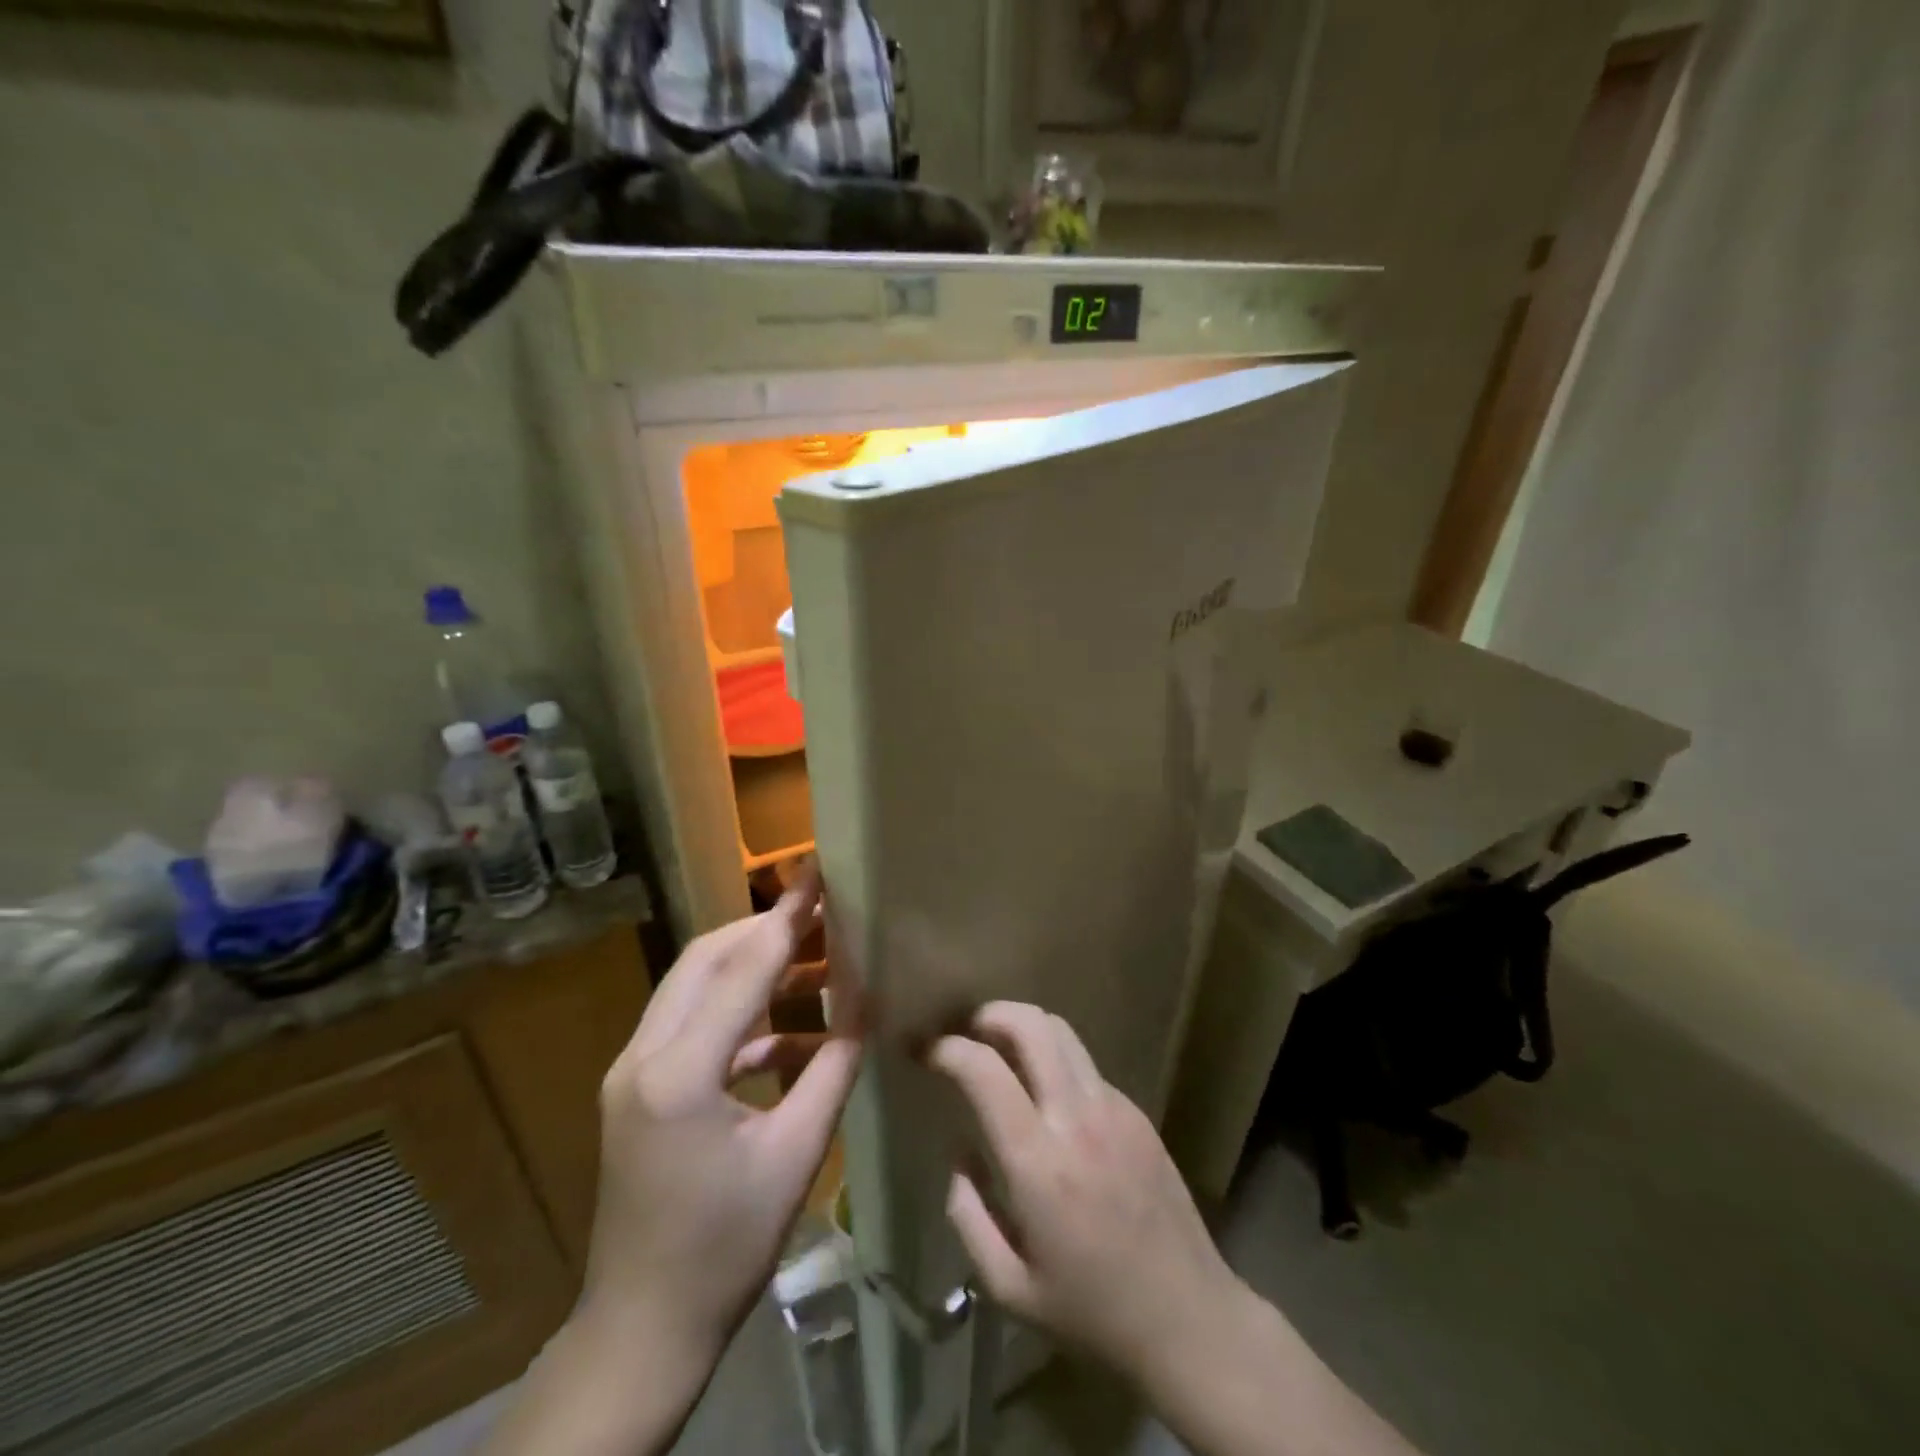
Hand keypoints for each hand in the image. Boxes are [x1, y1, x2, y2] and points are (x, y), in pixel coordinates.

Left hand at [579, 864, 861, 1363]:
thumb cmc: (726, 1247)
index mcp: (680, 1073)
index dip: (787, 916)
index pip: (743, 967)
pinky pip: (691, 1024)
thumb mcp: (796, 1153)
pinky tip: (791, 1033)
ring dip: (753, 968)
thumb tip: (867, 1003)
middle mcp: (642, 1055)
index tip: (818, 872)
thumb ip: (834, 1066)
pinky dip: (740, 1015)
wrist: (642, 1326)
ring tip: (819, 968)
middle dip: (767, 930)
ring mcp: (631, 1070)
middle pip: (707, 958)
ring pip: (694, 985)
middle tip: (825, 917)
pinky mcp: (636, 1086)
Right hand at [928, 1002, 1241, 1386]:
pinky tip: (1048, 1097)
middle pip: (1032, 1025)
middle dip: (990, 1014)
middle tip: (966, 1031)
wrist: (1189, 1319)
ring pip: (1063, 1033)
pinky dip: (1055, 1061)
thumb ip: (968, 1216)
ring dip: (1024, 1027)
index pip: (986, 1071)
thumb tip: (959, 1157)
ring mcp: (1114, 1109)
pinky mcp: (1137, 1113)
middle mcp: (1077, 1119)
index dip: (948, 1049)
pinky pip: (1086, 1065)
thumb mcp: (1008, 1288)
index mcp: (1039, 1164)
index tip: (926, 1052)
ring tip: (1002, 1049)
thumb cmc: (1092, 1313)